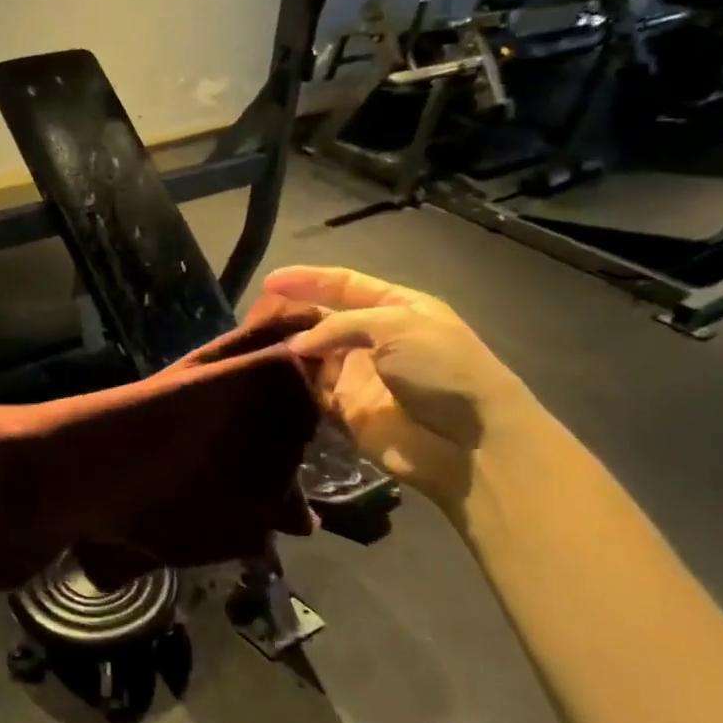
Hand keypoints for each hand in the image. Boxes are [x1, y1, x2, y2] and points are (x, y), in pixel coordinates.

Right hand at [264, 266, 538, 506]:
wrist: (470, 443)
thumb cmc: (442, 369)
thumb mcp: (397, 325)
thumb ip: (340, 325)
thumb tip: (296, 345)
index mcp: (395, 308)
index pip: (343, 285)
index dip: (306, 280)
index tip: (269, 282)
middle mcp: (373, 338)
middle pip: (321, 319)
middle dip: (289, 314)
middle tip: (254, 317)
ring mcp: (358, 375)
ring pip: (311, 355)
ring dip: (286, 348)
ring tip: (252, 343)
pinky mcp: (346, 410)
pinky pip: (311, 390)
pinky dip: (291, 382)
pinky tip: (267, 374)